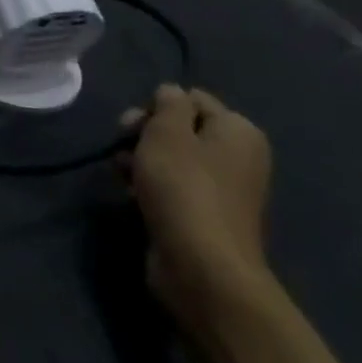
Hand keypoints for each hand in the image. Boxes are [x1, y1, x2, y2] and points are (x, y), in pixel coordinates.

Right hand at [121, 85, 273, 334]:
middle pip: (180, 128)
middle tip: (123, 145)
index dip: (157, 107)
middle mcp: (237, 157)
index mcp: (239, 131)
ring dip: (141, 160)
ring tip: (122, 174)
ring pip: (171, 158)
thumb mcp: (168, 130)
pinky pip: (172, 188)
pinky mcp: (204, 217)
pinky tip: (129, 194)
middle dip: (145, 133)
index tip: (135, 125)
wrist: (201, 268)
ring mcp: (222, 190)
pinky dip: (150, 186)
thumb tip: (171, 94)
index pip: (190, 98)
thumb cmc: (184, 187)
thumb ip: (168, 102)